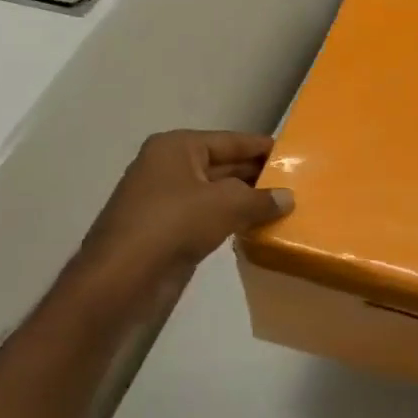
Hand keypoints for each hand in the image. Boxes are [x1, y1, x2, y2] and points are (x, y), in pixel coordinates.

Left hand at [69, 130, 292, 313]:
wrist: (122, 277)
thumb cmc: (174, 224)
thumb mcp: (227, 204)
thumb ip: (262, 198)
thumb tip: (288, 198)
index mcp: (177, 147)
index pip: (231, 140)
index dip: (262, 147)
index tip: (295, 154)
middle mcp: (168, 166)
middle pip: (223, 165)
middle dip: (257, 175)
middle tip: (296, 183)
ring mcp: (165, 199)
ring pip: (216, 193)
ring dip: (246, 200)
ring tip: (283, 205)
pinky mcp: (166, 229)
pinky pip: (207, 216)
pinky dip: (230, 219)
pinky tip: (256, 227)